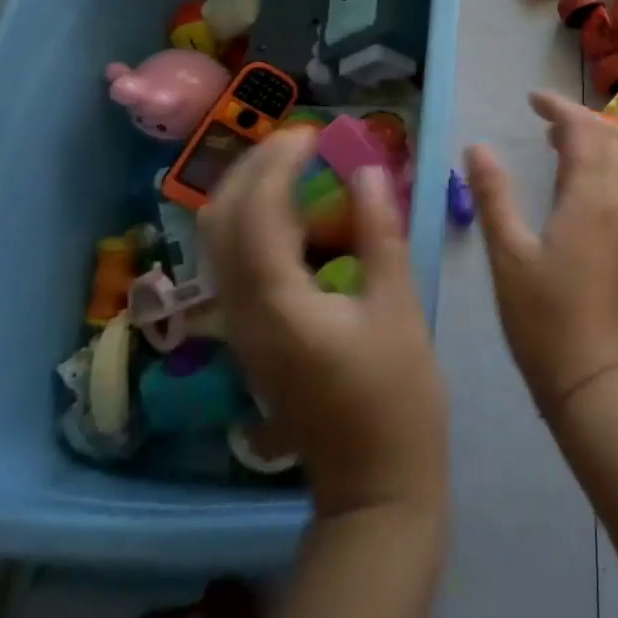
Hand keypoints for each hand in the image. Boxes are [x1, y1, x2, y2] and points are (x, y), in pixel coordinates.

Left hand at [203, 126, 446, 519]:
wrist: (374, 484)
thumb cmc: (397, 396)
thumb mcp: (398, 306)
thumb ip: (379, 232)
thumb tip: (368, 169)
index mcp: (277, 303)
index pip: (257, 210)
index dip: (280, 161)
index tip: (316, 133)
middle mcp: (242, 311)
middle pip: (219, 220)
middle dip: (252, 167)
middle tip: (299, 141)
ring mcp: (240, 328)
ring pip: (219, 241)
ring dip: (248, 191)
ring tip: (295, 163)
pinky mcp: (252, 336)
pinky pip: (235, 262)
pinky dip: (255, 222)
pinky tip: (294, 211)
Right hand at [464, 91, 617, 412]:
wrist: (595, 379)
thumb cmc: (545, 317)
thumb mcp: (508, 254)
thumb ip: (493, 195)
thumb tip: (477, 147)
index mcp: (590, 197)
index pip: (584, 131)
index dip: (560, 108)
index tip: (532, 99)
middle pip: (610, 139)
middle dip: (579, 119)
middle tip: (542, 116)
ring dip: (591, 141)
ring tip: (553, 141)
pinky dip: (597, 166)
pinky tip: (569, 185)